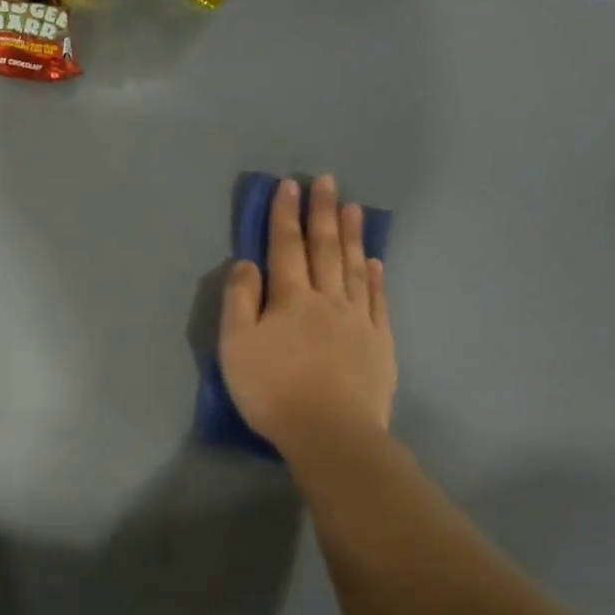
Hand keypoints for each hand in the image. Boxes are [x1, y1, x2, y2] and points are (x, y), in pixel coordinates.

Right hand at [219, 175, 395, 457]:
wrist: (330, 432)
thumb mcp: (236, 346)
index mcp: (289, 299)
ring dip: (351, 236)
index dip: (284, 216)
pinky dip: (374, 277)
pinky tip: (374, 262)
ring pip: (353, 268)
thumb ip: (239, 301)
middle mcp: (326, 300)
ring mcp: (358, 320)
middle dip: (322, 213)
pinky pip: (377, 300)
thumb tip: (247, 263)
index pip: (285, 247)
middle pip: (324, 249)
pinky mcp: (379, 343)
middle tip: (326, 182)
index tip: (288, 186)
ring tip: (353, 208)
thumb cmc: (271, 389)